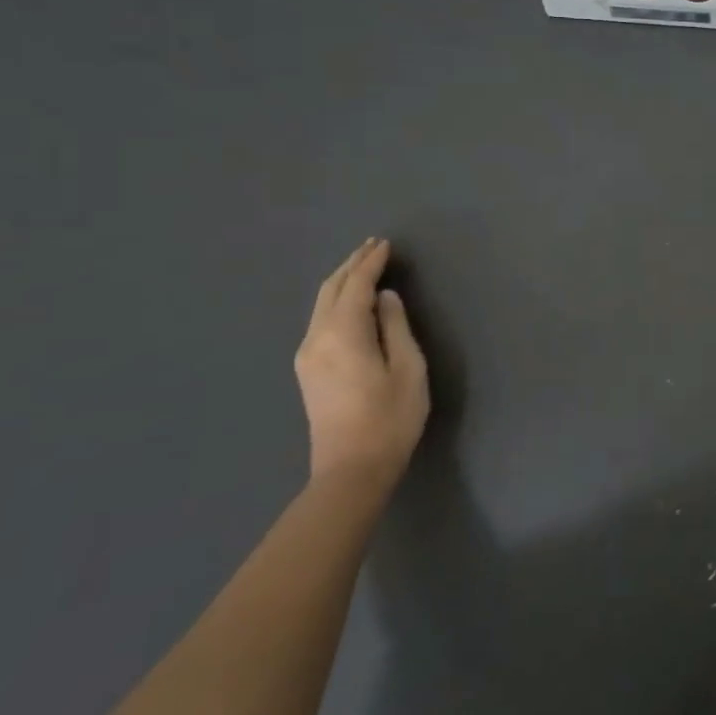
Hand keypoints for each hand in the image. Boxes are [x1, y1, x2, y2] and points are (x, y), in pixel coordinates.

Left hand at [295, 238, 429, 482]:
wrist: (351, 470)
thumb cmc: (390, 418)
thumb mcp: (408, 368)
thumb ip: (396, 327)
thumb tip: (386, 298)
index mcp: (343, 334)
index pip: (356, 286)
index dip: (371, 262)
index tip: (386, 243)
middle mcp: (317, 338)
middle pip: (331, 290)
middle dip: (352, 265)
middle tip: (374, 246)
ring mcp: (307, 356)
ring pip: (321, 305)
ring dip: (343, 281)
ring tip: (364, 266)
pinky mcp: (308, 370)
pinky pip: (320, 320)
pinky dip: (336, 301)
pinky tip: (352, 301)